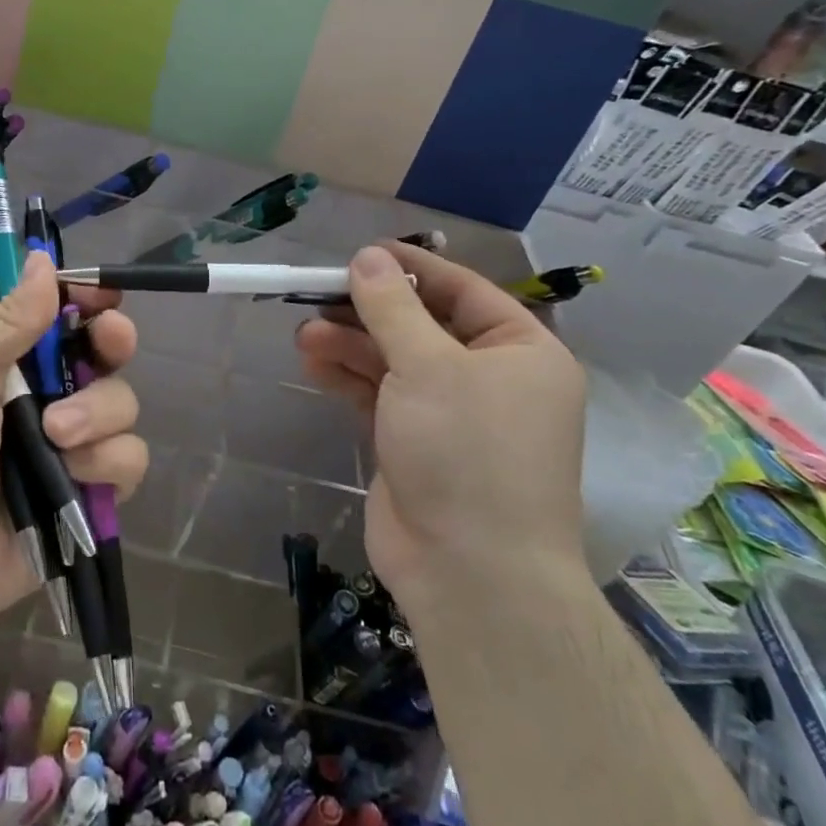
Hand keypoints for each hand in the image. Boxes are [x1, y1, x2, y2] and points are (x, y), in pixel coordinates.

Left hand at [0, 251, 147, 641]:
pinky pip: (129, 458)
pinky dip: (105, 462)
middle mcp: (52, 391)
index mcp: (15, 356)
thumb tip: (42, 258)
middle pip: (110, 351)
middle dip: (113, 343)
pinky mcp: (93, 488)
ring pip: (124, 403)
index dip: (90, 298)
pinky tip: (73, 474)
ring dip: (96, 414)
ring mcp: (76, 441)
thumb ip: (5, 318)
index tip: (102, 295)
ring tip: (54, 435)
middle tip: (106, 344)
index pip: (67, 312)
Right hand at [294, 243, 587, 608]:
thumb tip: (366, 257)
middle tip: (318, 293)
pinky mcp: (414, 442)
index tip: (361, 252)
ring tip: (304, 333)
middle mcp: (490, 378)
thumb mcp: (428, 366)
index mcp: (520, 351)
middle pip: (421, 325)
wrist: (470, 573)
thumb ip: (391, 307)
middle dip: (368, 311)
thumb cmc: (466, 451)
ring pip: (394, 361)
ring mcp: (450, 414)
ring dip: (350, 344)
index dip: (411, 267)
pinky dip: (348, 377)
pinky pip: (379, 395)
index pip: (462, 290)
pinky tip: (312, 362)